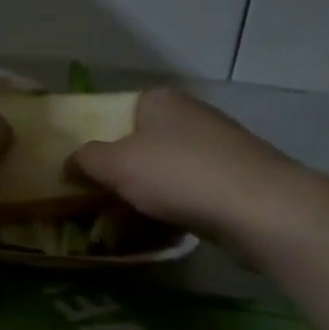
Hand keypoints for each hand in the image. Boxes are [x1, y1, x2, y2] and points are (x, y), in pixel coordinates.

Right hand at [69, 87, 310, 243]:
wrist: (257, 207)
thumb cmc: (178, 175)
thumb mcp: (116, 165)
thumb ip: (86, 159)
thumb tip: (71, 160)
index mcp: (160, 101)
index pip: (117, 112)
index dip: (97, 140)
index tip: (80, 172)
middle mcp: (190, 115)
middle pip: (141, 143)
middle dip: (121, 172)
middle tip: (98, 201)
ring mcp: (217, 146)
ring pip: (166, 170)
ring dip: (147, 194)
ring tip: (126, 222)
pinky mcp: (235, 177)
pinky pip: (190, 191)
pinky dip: (175, 207)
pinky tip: (164, 228)